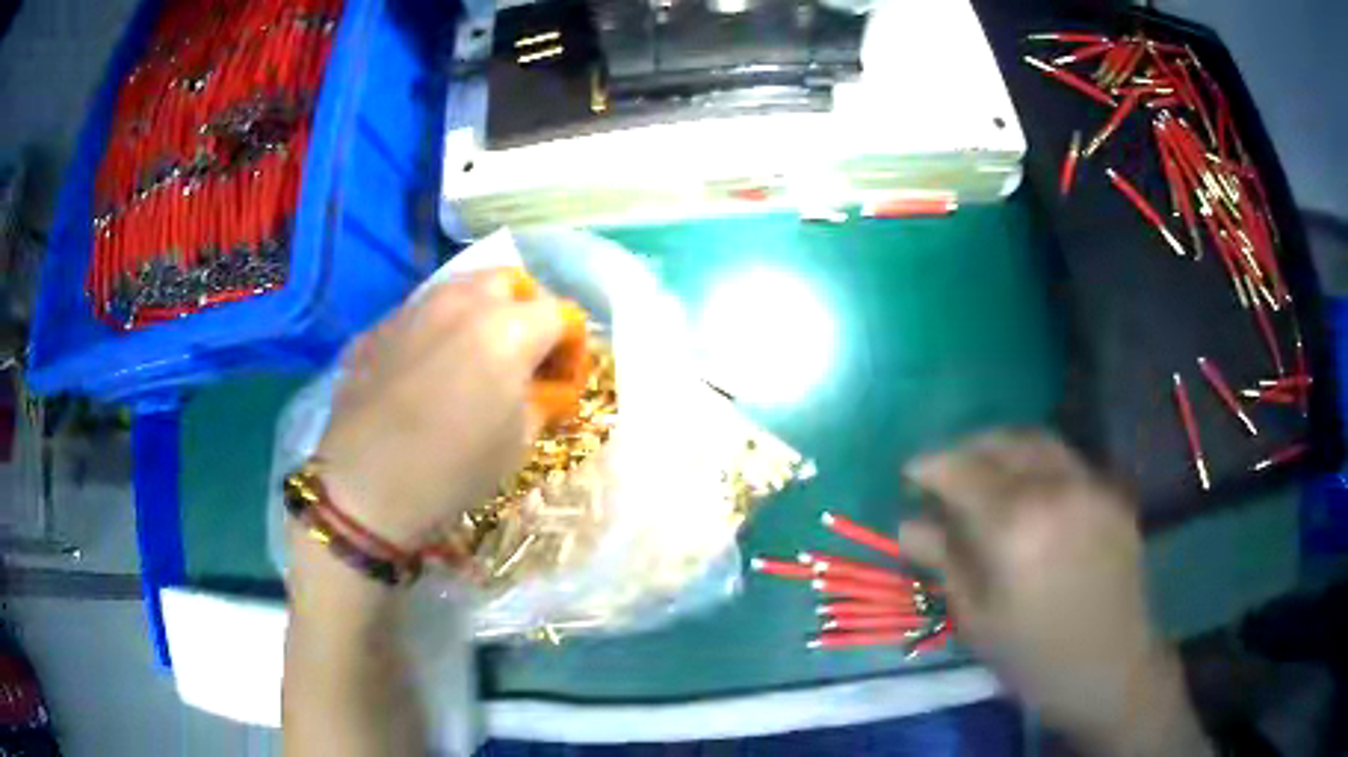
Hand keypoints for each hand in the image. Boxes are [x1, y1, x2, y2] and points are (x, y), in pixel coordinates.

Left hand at [313, 269, 563, 549]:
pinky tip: (427, 369)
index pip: (560, 314)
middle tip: (523, 353)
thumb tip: (546, 386)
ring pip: (462, 288)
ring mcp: (415, 308)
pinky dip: (438, 328)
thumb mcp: (518, 443)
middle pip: (510, 282)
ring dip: (481, 311)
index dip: (571, 346)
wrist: (365, 485)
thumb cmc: (453, 470)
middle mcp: (463, 301)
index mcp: (509, 329)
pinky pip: (422, 312)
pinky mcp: (380, 326)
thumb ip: (541, 401)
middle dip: (526, 310)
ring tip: (474, 354)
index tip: (562, 379)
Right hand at [900, 431, 1207, 754]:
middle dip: (965, 450)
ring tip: (985, 474)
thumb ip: (944, 561)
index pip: (961, 469)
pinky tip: (1029, 493)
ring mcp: (1090, 484)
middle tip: (945, 473)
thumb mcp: (976, 619)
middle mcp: (1055, 486)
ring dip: (1003, 447)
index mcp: (1015, 523)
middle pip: (1001, 442)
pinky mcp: (1112, 492)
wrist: (1110, 668)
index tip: (910, 474)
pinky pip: (1066, 460)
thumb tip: (910, 524)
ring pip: (1038, 441)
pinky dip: (1037, 462)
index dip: (929, 466)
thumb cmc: (1034, 657)